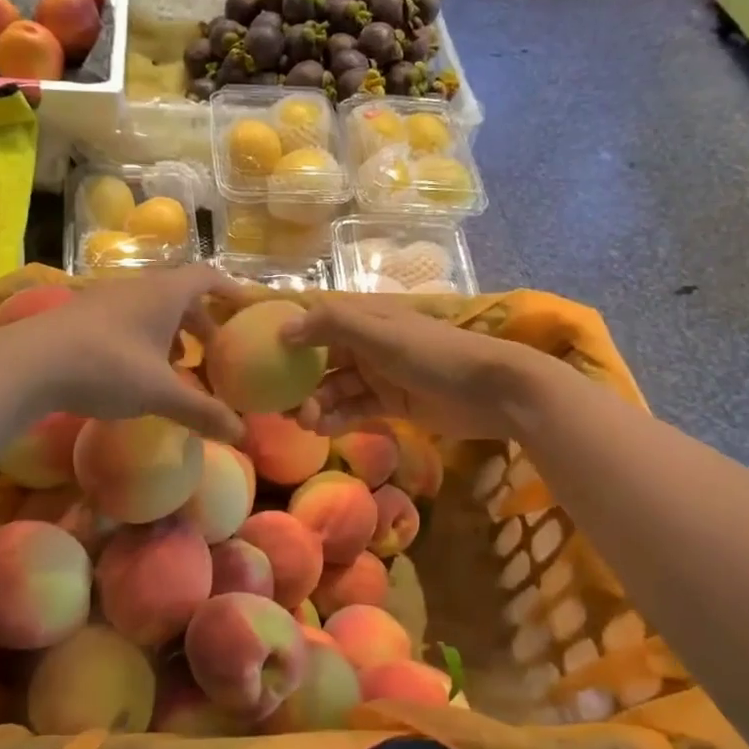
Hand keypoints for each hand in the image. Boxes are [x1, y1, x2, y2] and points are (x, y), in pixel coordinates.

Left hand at [0, 269, 244, 441]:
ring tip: (175, 365)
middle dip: (199, 322)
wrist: (29, 363)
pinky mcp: (80, 314)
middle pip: (179, 295)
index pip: (207, 277)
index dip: (230, 290)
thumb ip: (202, 411)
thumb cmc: (107, 367)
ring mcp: (105, 298)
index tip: (244, 309)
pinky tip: (134, 370)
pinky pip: (125, 318)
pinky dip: (142, 338)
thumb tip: (241, 432)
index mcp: (164, 293)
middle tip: (210, 352)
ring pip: (150, 308)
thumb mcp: (160, 393)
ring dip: (169, 332)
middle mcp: (137, 287)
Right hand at [282, 297, 542, 441]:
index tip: (255, 354)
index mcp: (363, 318)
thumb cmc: (435, 354)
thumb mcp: (381, 334)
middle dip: (297, 379)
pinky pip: (354, 409)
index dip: (286, 334)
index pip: (314, 320)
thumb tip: (282, 330)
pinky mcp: (391, 404)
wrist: (493, 391)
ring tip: (302, 421)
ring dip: (316, 403)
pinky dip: (337, 418)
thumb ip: (332, 325)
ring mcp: (378, 375)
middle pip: (320, 359)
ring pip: (335, 388)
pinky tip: (322, 430)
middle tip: (276, 403)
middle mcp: (366, 343)